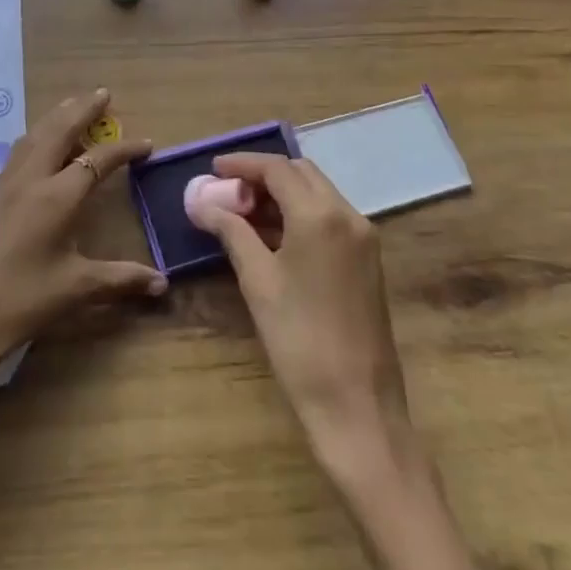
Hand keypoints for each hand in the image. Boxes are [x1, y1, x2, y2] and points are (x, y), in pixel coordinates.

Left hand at [0, 88, 163, 396]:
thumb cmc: (20, 302)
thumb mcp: (75, 289)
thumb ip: (121, 279)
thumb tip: (162, 284)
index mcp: (56, 196)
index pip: (98, 159)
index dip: (125, 149)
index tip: (147, 144)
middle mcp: (31, 179)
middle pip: (59, 129)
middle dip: (83, 109)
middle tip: (103, 94)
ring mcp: (5, 184)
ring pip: (35, 135)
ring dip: (57, 117)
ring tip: (74, 108)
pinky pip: (19, 150)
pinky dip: (38, 136)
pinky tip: (40, 145)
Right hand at [187, 152, 416, 476]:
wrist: (357, 405)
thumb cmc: (299, 340)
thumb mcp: (258, 281)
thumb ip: (231, 232)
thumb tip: (202, 203)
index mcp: (321, 214)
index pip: (277, 168)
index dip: (242, 164)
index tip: (213, 169)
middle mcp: (348, 215)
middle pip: (301, 174)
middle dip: (263, 175)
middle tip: (228, 191)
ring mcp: (363, 237)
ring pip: (318, 193)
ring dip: (282, 194)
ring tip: (244, 212)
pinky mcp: (367, 259)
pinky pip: (330, 217)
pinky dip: (300, 214)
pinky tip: (273, 235)